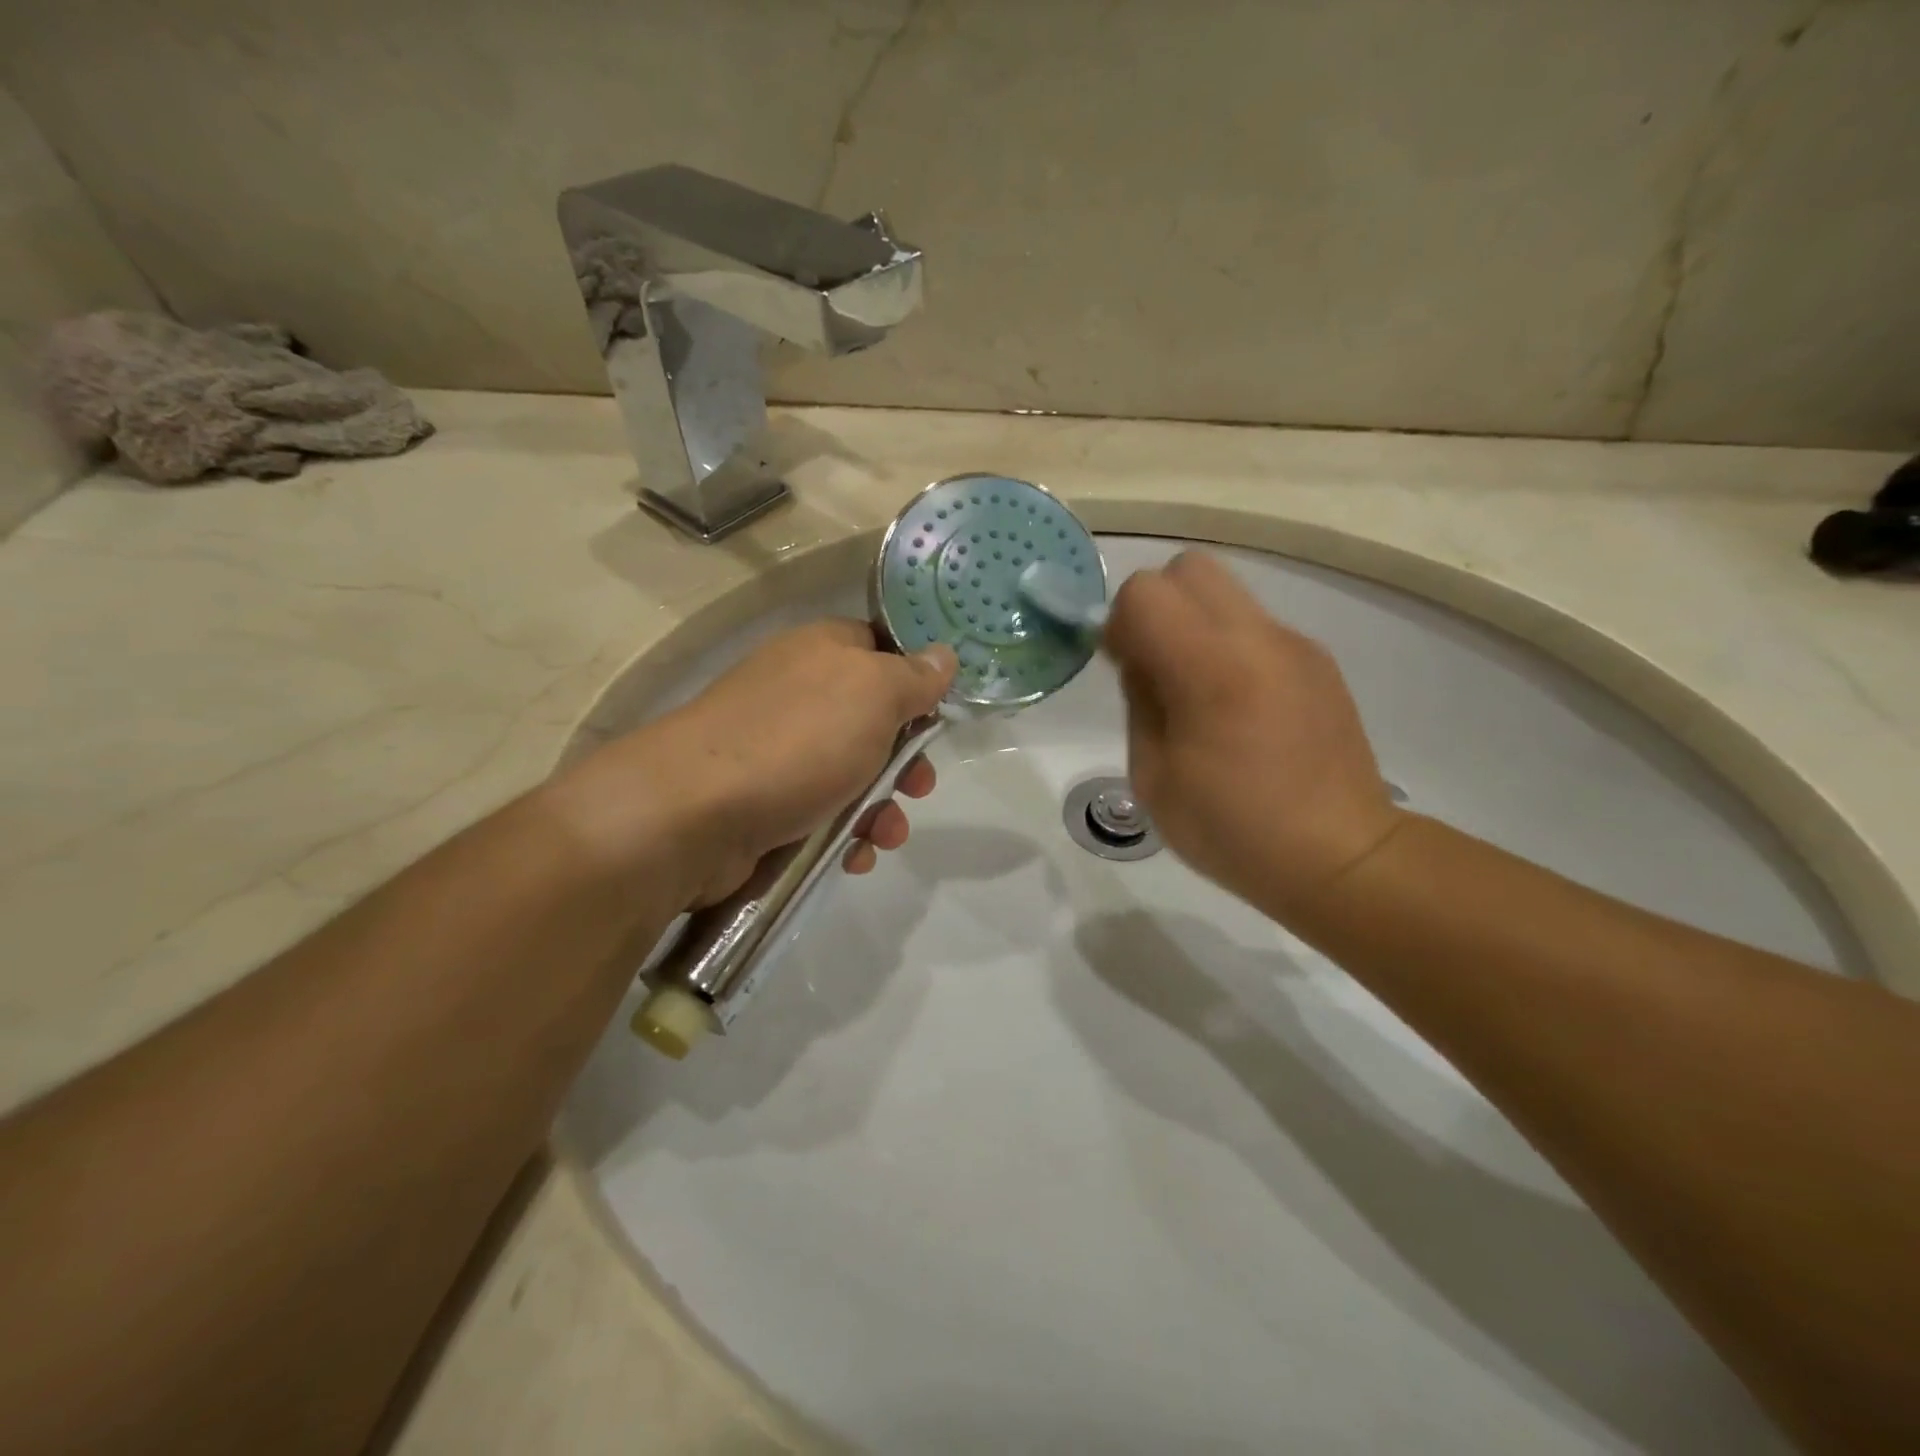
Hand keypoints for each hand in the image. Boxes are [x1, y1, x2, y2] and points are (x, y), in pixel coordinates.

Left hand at [553, 620, 955, 907]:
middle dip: (904, 760)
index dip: (915, 680)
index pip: (880, 648)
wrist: (693, 813)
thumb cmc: (798, 740)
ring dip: (880, 807)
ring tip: (886, 835)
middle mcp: (798, 693)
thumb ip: (914, 676)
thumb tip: (943, 654)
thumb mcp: (874, 694)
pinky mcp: (762, 800)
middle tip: (920, 787)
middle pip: (871, 720)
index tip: (939, 715)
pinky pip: (819, 811)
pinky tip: (852, 856)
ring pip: (849, 773)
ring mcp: (776, 749)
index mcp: (822, 651)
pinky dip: (843, 833)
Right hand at [1104, 552, 1404, 917]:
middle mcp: (1258, 638)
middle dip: (1157, 604)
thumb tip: (1140, 658)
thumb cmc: (1232, 829)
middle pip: (1189, 568)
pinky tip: (1237, 707)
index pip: (1145, 591)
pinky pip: (1256, 626)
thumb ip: (1139, 700)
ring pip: (1226, 591)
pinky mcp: (1318, 661)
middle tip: (1154, 664)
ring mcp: (1296, 645)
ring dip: (1194, 623)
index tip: (1122, 668)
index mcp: (1211, 669)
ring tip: (1195, 689)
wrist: (1341, 857)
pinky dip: (1230, 645)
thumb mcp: (1153, 776)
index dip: (1120, 622)